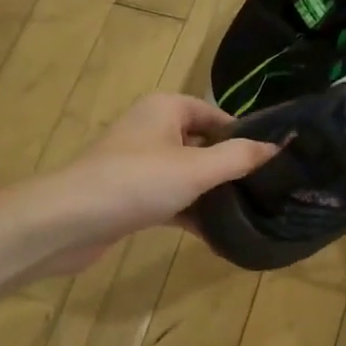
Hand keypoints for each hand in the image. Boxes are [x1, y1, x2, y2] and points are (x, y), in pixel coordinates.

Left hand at [23, 95, 277, 275]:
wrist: (66, 222)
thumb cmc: (135, 182)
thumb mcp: (196, 168)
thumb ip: (239, 157)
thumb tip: (278, 146)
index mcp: (167, 109)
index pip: (217, 114)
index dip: (245, 135)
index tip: (274, 161)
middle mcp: (153, 129)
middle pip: (204, 144)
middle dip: (232, 167)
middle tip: (269, 189)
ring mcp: (140, 164)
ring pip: (189, 174)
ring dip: (214, 193)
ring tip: (251, 212)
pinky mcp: (131, 196)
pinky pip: (172, 199)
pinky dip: (192, 214)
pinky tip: (219, 236)